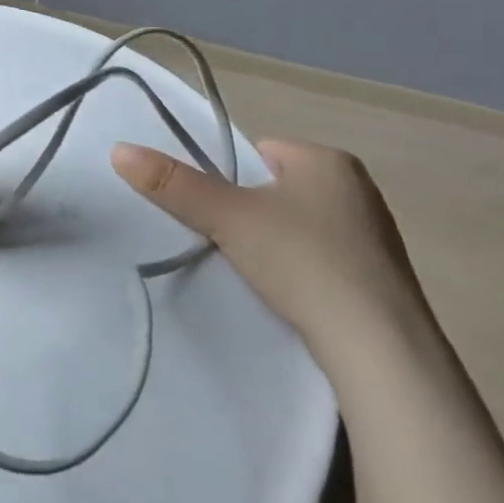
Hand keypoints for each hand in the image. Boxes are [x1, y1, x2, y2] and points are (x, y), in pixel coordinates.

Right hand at [111, 138, 432, 377]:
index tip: (223, 217)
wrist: (381, 352)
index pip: (259, 153)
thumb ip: (173, 184)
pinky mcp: (385, 280)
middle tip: (237, 246)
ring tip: (264, 276)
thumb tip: (118, 150)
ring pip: (302, 225)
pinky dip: (306, 272)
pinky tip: (295, 298)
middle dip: (254, 214)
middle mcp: (359, 188)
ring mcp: (377, 235)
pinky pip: (327, 259)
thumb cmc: (303, 262)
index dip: (231, 182)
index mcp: (328, 159)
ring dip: (279, 244)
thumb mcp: (228, 217)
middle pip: (278, 189)